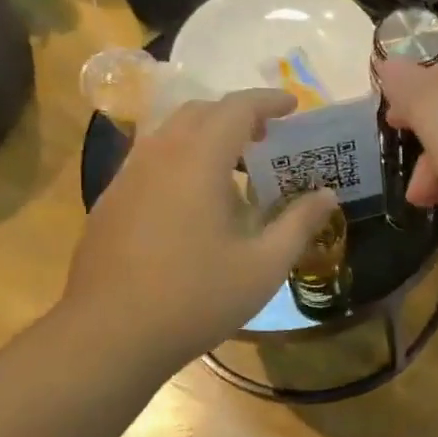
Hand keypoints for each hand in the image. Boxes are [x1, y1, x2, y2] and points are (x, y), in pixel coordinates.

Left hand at [59, 90, 337, 376]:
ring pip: (169, 133)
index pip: (236, 109)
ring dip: (206, 134)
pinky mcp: (110, 201)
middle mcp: (158, 156)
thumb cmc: (197, 298)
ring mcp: (127, 177)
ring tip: (234, 165)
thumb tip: (327, 195)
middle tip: (267, 136)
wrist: (111, 335)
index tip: (293, 105)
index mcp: (198, 161)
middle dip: (236, 114)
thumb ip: (299, 224)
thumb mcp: (263, 266)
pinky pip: (151, 159)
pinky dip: (181, 157)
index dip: (268, 101)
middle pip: (198, 112)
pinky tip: (194, 199)